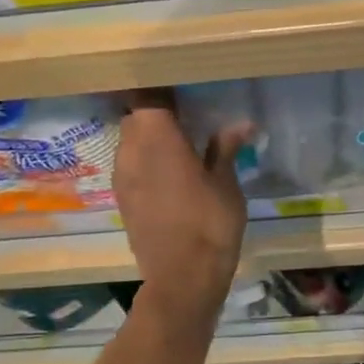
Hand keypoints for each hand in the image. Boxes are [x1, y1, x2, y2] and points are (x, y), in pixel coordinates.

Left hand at [114, 89, 251, 310]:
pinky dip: (146, 157)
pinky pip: (130, 163)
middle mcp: (132, 152)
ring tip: (181, 137)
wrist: (182, 280)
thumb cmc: (210, 225)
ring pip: (130, 139)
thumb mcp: (225, 184)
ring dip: (150, 134)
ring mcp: (123, 176)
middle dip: (156, 109)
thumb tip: (241, 124)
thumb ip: (225, 149)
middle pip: (136, 115)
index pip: (148, 96)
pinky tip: (171, 167)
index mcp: (158, 140)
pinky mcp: (123, 198)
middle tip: (187, 108)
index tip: (183, 82)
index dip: (163, 86)